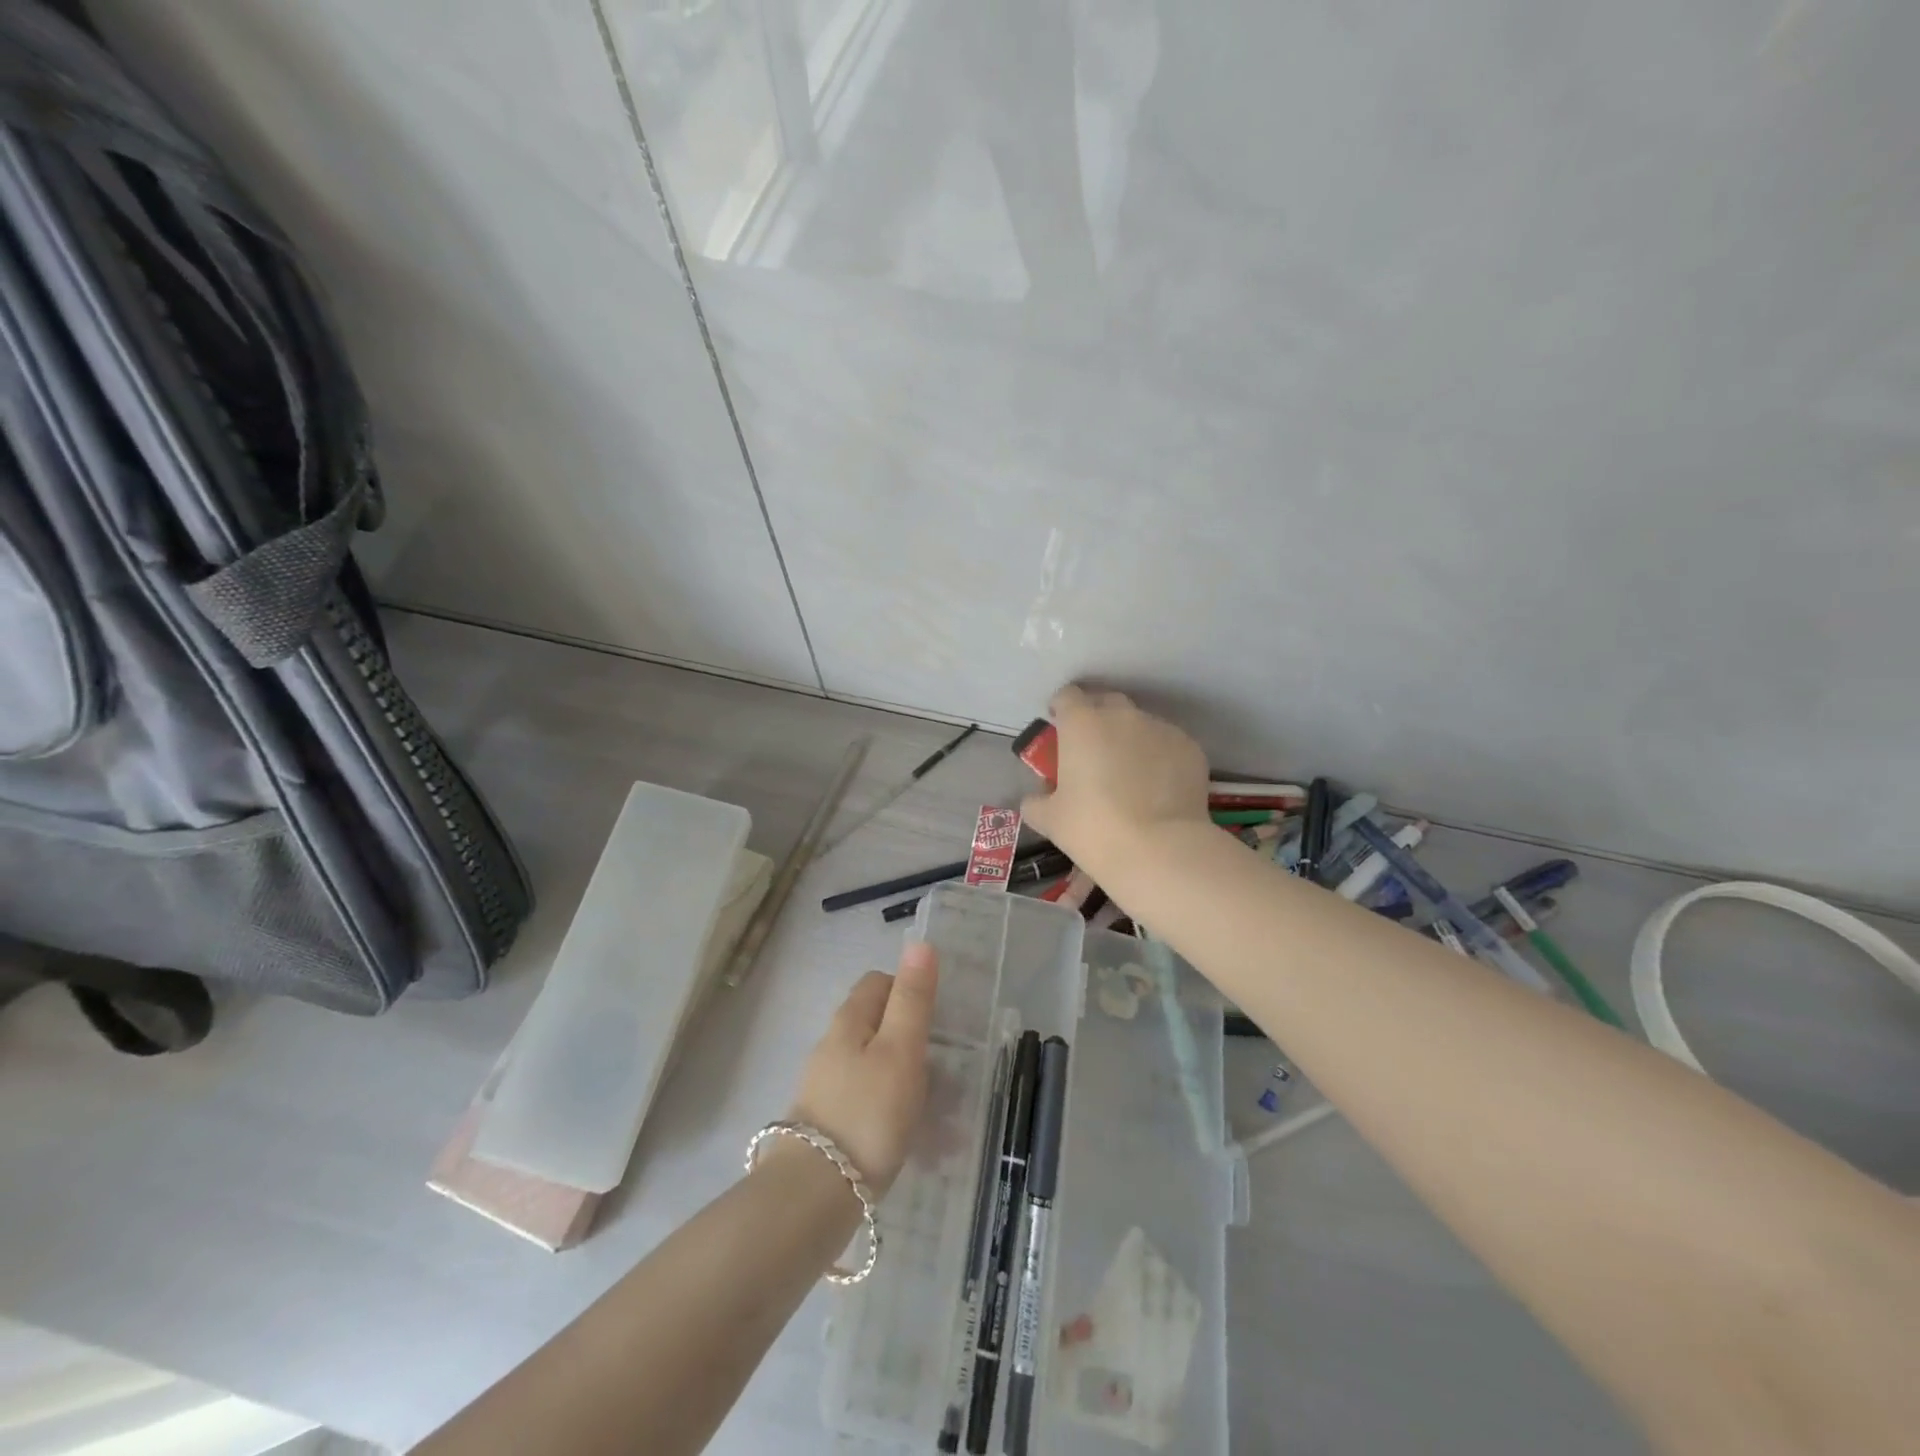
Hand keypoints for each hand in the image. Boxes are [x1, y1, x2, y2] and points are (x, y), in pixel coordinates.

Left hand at [787, 941, 937, 1195]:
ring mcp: (824, 1086)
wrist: (813, 1196)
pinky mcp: (825, 1125)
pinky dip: (890, 1110)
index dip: (908, 990)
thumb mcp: (900, 1050)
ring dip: (903, 1078)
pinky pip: (866, 1102)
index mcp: (849, 1021)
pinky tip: (909, 1139)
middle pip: (874, 1023)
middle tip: (941, 1067)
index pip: (878, 982)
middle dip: (909, 1037)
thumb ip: (912, 998)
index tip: (936, 1018)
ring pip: (872, 1065)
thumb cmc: (868, 1113)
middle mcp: (831, 1046)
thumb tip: (920, 943)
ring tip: (936, 1112)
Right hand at [1019, 685, 1210, 880]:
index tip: (1060, 729)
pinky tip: (1157, 789)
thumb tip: (1037, 798)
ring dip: (1130, 739)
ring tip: (1130, 775)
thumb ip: (1036, 802)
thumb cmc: (1094, 829)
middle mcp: (1122, 716)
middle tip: (1092, 752)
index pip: (1067, 696)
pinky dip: (1159, 758)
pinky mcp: (1190, 748)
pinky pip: (1167, 745)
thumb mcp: (1050, 820)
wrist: (1160, 850)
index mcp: (1082, 723)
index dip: (1061, 709)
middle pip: (1106, 703)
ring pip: (1140, 724)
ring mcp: (1161, 729)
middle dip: (1097, 719)